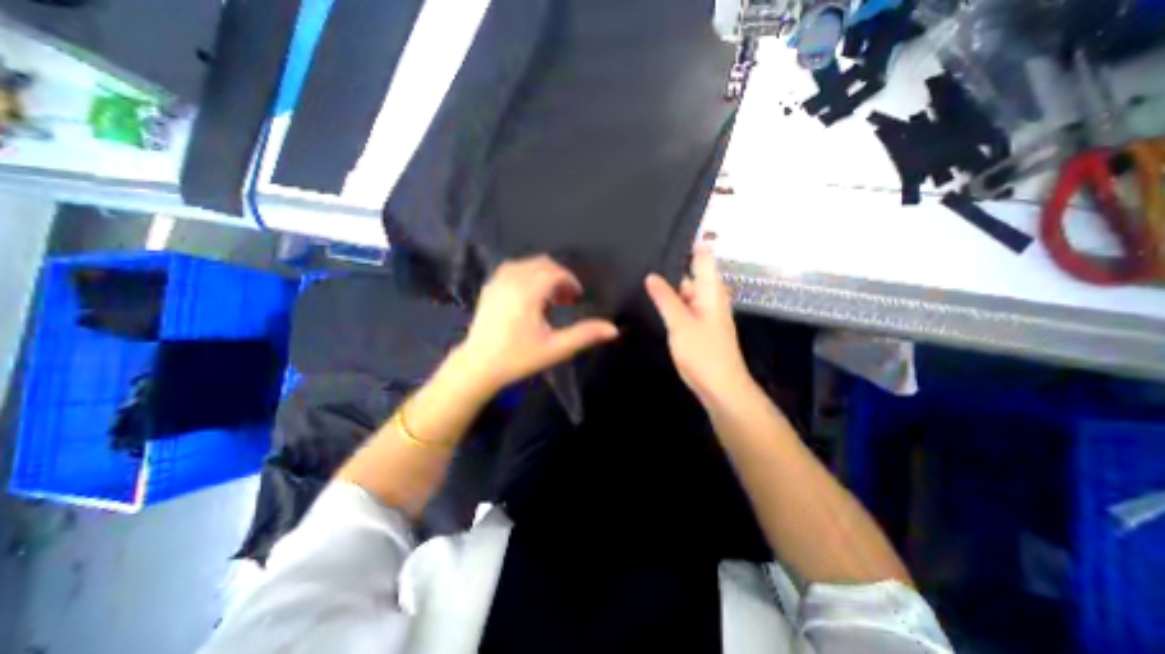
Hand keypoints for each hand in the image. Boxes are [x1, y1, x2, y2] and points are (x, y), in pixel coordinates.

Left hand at [454, 256, 616, 393]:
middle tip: (565, 299)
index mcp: (527, 293)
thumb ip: (584, 335)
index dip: (570, 281)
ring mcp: (497, 283)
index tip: (576, 298)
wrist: (478, 367)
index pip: (554, 272)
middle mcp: (511, 281)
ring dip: (542, 274)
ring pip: (525, 264)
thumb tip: (613, 329)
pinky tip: (528, 293)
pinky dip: (525, 274)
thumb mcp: (555, 349)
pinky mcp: (489, 289)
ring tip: (548, 297)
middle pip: (541, 264)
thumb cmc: (517, 358)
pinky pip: (510, 269)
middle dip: (558, 276)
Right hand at [641, 244, 751, 406]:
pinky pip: (681, 306)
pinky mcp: (696, 325)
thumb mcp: (681, 322)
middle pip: (690, 273)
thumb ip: (665, 298)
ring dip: (667, 286)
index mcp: (711, 290)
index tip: (665, 232)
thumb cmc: (704, 353)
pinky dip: (669, 302)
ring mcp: (703, 312)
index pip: (703, 256)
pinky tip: (650, 301)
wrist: (719, 386)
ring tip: (639, 275)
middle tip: (641, 256)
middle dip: (669, 267)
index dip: (689, 242)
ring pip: (683, 291)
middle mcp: (709, 297)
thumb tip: (651, 276)